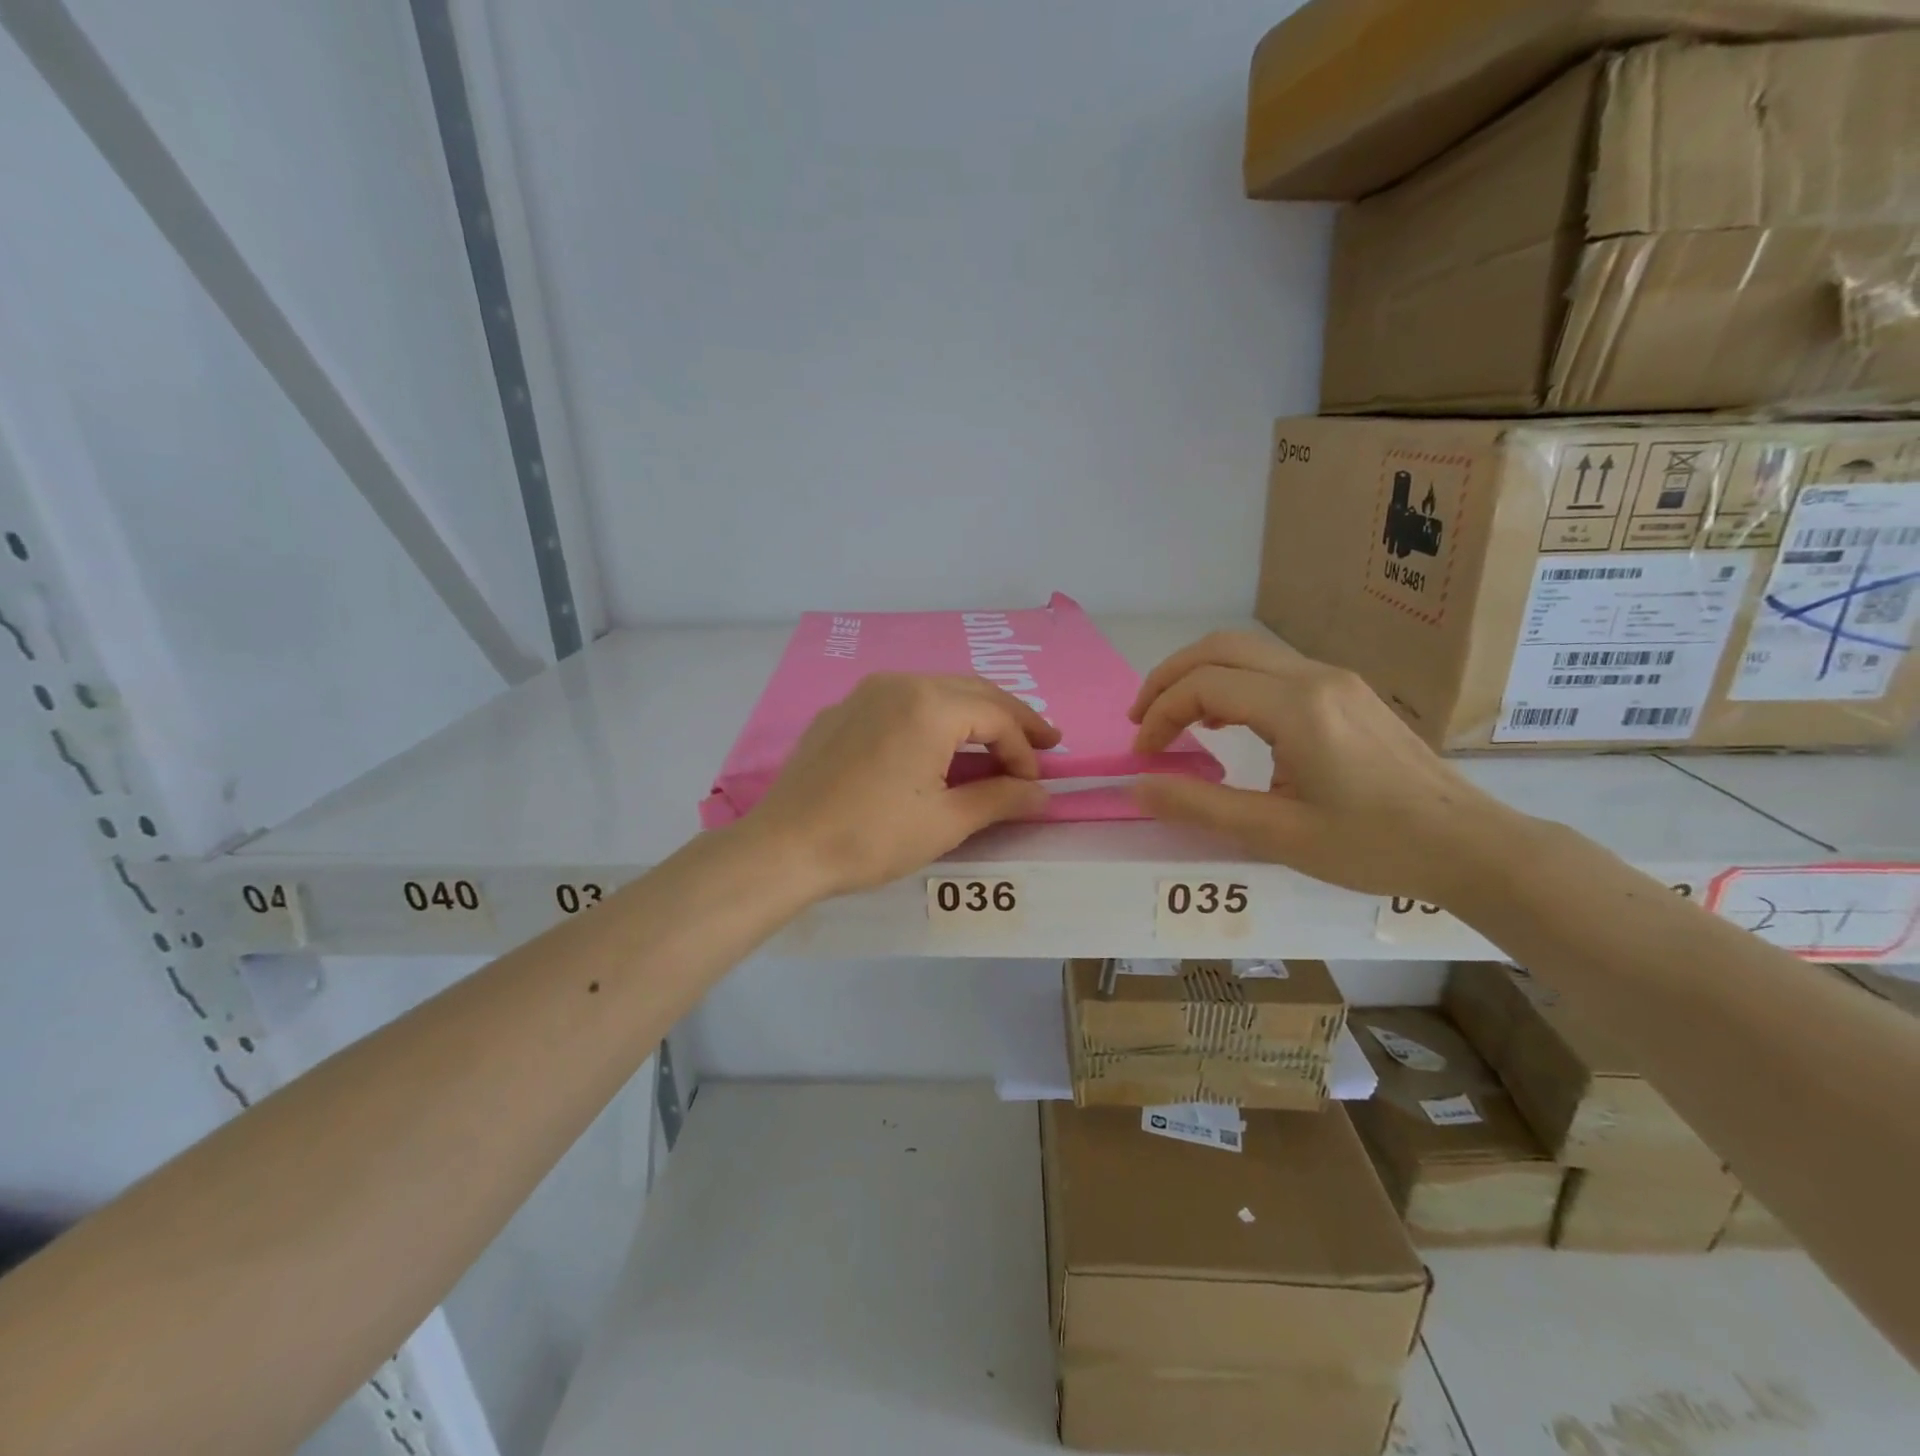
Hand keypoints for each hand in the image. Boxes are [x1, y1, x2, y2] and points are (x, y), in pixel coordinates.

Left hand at [745, 673, 1060, 897]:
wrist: (783, 848)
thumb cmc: (871, 836)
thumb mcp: (945, 822)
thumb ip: (1000, 799)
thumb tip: (1042, 794)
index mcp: (928, 704)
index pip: (996, 716)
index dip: (1024, 750)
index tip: (1034, 785)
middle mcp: (898, 683)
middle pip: (971, 691)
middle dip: (1010, 718)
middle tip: (1043, 743)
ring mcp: (864, 693)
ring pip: (936, 691)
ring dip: (973, 715)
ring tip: (997, 743)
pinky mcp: (842, 711)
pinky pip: (901, 703)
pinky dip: (933, 718)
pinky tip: (938, 744)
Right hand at [1128, 632, 1519, 902]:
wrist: (1470, 844)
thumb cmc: (1374, 845)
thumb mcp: (1278, 835)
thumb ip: (1201, 806)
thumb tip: (1138, 787)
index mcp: (1297, 707)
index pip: (1204, 686)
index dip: (1160, 715)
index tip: (1144, 757)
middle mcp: (1313, 677)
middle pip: (1219, 648)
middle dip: (1168, 678)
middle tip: (1141, 720)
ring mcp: (1334, 679)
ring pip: (1246, 652)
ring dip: (1199, 676)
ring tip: (1172, 720)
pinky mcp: (1346, 692)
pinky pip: (1271, 669)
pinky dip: (1231, 683)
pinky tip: (1223, 721)